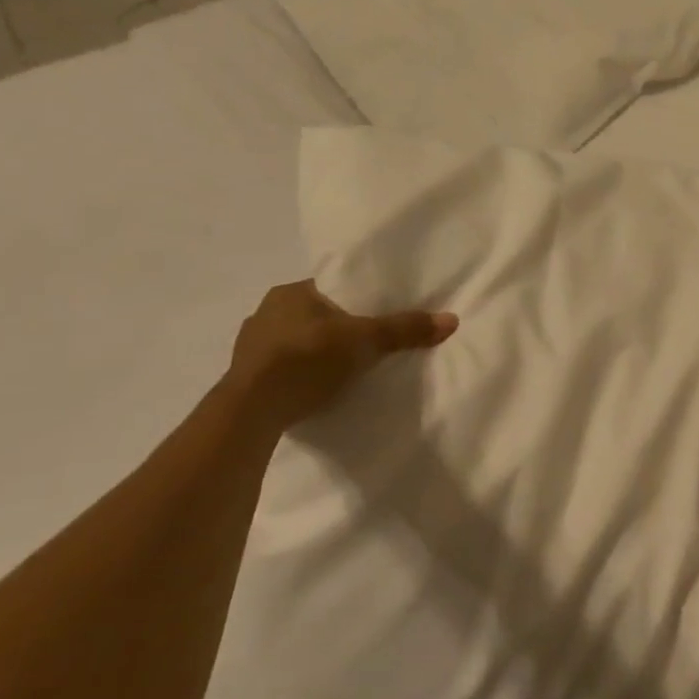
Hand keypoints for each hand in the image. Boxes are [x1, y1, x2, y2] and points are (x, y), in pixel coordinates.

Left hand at [226, 280, 458, 428]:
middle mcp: (265, 312)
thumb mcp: (366, 341)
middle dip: (340, 327)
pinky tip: (320, 385)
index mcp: (289, 292)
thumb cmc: (307, 359)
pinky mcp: (246, 377)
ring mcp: (250, 346)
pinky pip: (284, 367)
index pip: (332, 287)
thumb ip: (405, 329)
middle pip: (317, 314)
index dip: (358, 299)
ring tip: (347, 366)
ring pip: (298, 341)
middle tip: (369, 341)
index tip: (379, 313)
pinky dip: (303, 373)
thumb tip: (452, 320)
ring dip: (319, 351)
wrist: (251, 411)